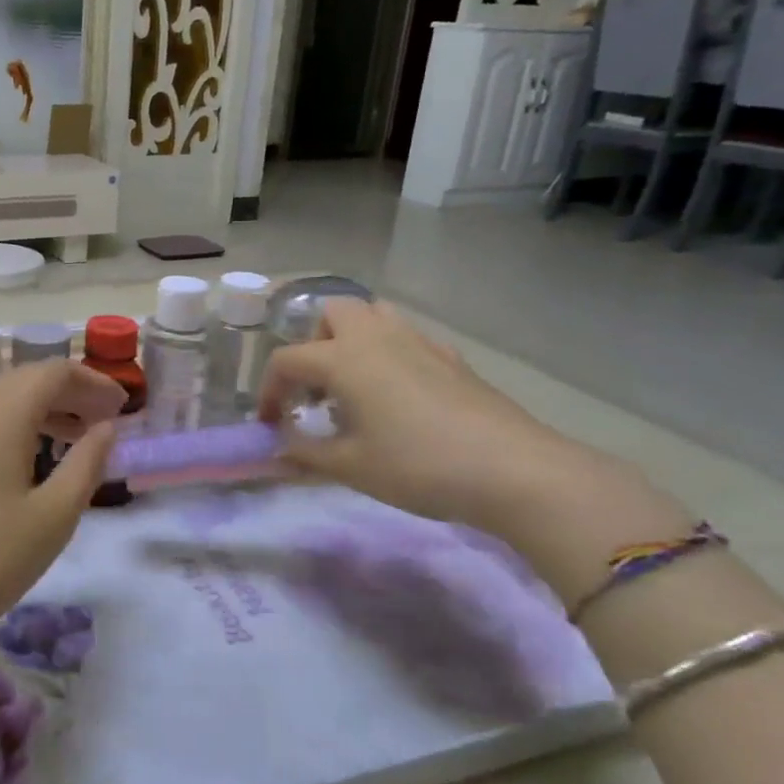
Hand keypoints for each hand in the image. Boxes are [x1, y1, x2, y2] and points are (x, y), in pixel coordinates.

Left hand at [0, 360, 124, 649]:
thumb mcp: (53, 517)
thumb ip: (86, 464)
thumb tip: (106, 427)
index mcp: (3, 410)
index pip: (56, 371)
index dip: (94, 382)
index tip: (123, 408)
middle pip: (27, 380)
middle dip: (71, 394)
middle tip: (106, 423)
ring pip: (3, 401)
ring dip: (44, 411)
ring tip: (76, 441)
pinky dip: (16, 428)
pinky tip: (30, 463)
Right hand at [257, 299, 596, 533]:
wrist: (513, 471)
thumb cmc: (417, 465)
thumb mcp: (350, 466)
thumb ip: (305, 453)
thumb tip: (278, 447)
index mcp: (344, 358)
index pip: (287, 360)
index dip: (269, 391)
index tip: (271, 424)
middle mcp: (377, 338)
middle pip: (332, 313)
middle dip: (313, 344)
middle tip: (315, 389)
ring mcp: (420, 343)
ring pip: (374, 315)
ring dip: (352, 340)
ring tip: (353, 386)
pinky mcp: (452, 359)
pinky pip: (408, 339)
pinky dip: (389, 355)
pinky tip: (398, 397)